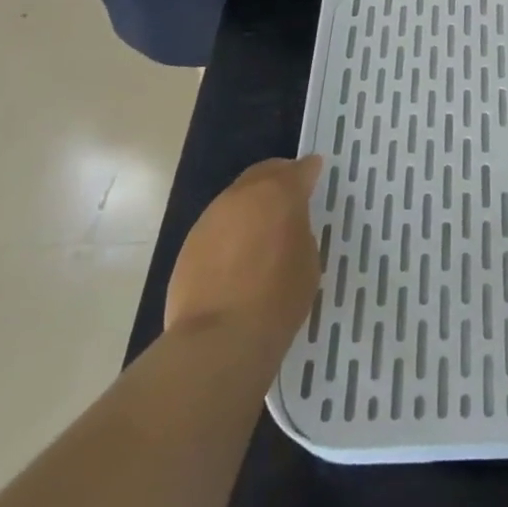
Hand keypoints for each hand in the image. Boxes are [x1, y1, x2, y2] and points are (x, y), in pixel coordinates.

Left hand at [165, 156, 321, 342]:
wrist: (219, 337)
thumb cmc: (278, 298)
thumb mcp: (308, 261)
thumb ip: (299, 231)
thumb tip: (287, 224)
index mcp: (279, 194)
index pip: (301, 169)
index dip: (311, 170)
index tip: (316, 172)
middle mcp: (242, 195)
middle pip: (263, 172)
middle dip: (279, 177)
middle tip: (291, 194)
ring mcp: (211, 216)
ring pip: (237, 197)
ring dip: (252, 204)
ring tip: (263, 229)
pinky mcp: (190, 241)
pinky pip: (219, 224)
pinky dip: (233, 229)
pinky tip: (238, 254)